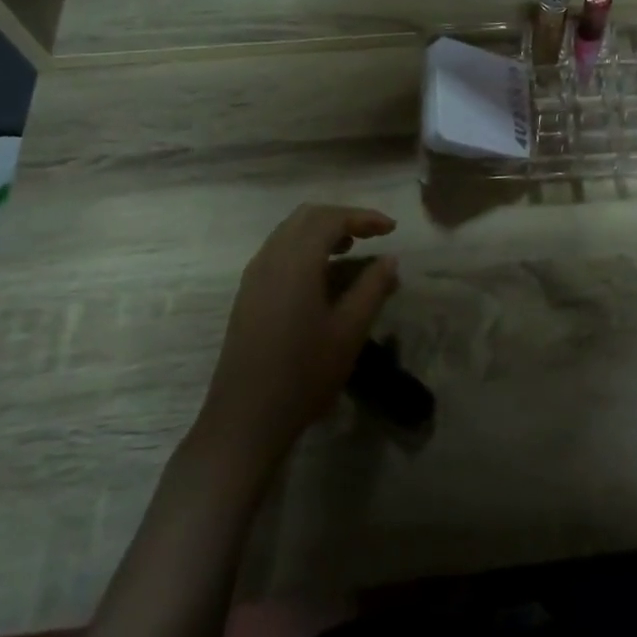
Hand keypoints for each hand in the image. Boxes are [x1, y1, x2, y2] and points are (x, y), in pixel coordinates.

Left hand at [196, 205, 398, 472]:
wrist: (245, 419)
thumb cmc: (304, 373)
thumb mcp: (350, 330)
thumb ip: (373, 287)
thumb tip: (390, 259)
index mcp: (296, 260)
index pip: (332, 219)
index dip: (364, 217)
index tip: (392, 229)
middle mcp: (271, 257)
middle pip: (308, 217)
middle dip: (342, 218)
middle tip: (372, 234)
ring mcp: (254, 276)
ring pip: (290, 232)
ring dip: (322, 232)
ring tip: (352, 250)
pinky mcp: (248, 294)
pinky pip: (279, 251)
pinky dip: (305, 248)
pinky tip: (323, 275)